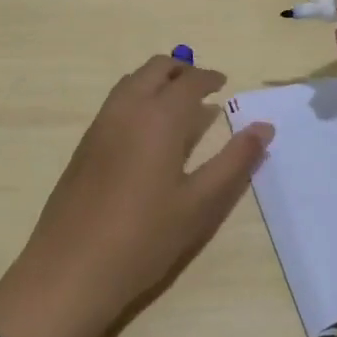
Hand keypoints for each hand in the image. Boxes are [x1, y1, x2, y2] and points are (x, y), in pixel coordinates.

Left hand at [0, 55, 273, 336]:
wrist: (71, 268)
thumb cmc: (144, 237)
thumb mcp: (200, 204)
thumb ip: (234, 161)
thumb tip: (264, 127)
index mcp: (159, 117)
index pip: (188, 81)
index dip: (208, 77)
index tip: (223, 83)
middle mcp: (127, 109)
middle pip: (155, 69)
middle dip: (181, 70)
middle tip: (203, 87)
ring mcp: (100, 125)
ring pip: (131, 82)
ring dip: (156, 80)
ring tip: (177, 105)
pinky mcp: (84, 144)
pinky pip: (115, 102)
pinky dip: (137, 97)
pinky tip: (147, 132)